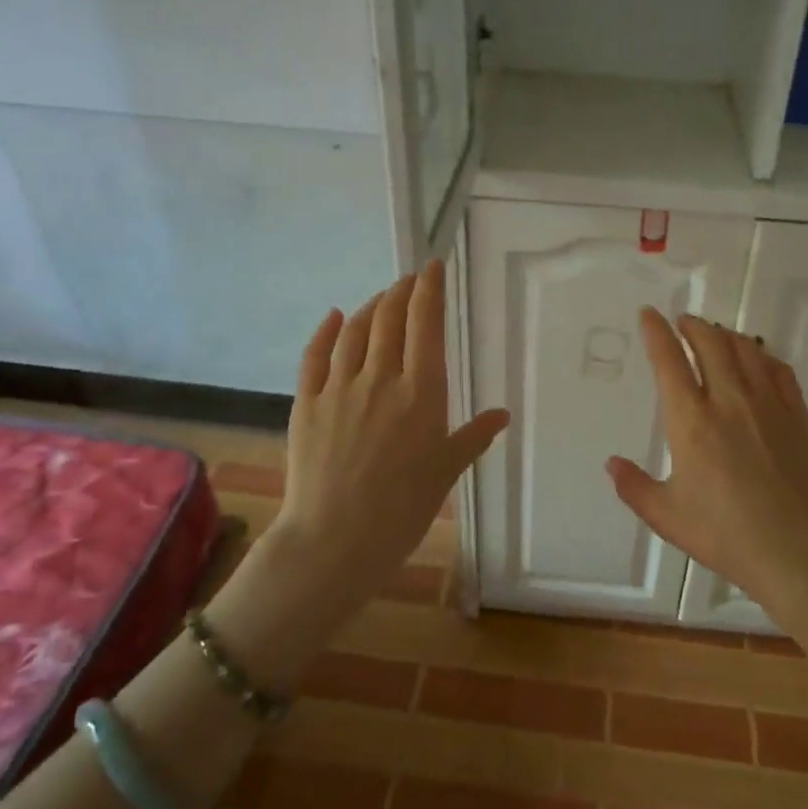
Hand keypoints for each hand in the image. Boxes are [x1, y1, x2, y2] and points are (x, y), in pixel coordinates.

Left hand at [266, 259, 509, 615]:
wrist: (334, 541)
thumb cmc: (402, 510)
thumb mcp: (446, 472)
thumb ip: (472, 437)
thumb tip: (501, 414)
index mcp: (421, 393)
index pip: (426, 325)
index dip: (430, 290)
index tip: (433, 267)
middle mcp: (380, 379)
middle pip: (390, 320)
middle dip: (401, 292)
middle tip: (410, 279)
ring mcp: (338, 389)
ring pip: (355, 331)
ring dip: (370, 307)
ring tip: (381, 298)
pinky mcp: (306, 404)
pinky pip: (314, 356)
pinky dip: (326, 331)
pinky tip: (335, 317)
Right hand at [606, 310, 807, 616]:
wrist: (798, 550)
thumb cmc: (725, 533)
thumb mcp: (666, 516)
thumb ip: (634, 487)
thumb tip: (611, 463)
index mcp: (691, 421)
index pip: (669, 361)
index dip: (656, 332)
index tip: (649, 314)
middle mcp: (729, 400)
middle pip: (710, 343)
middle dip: (692, 325)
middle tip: (682, 322)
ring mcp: (768, 404)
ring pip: (745, 349)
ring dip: (725, 334)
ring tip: (715, 334)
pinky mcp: (797, 415)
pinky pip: (779, 369)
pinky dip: (762, 355)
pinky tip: (758, 360)